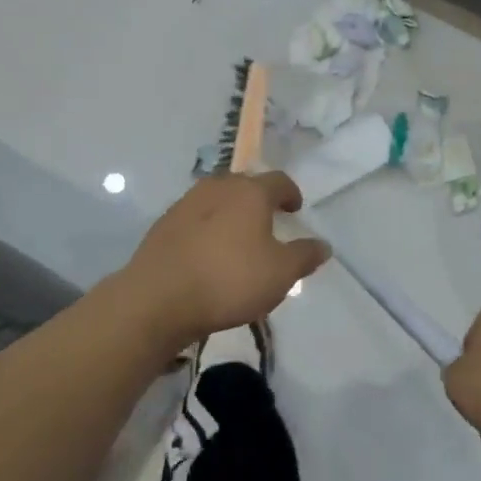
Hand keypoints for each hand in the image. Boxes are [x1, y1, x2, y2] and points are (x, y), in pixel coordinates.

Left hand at [121, 173, 330, 349]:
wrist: (157, 299)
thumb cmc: (228, 280)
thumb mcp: (280, 274)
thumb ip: (304, 256)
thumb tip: (323, 245)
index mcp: (250, 192)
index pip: (279, 181)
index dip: (291, 193)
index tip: (295, 209)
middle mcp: (218, 187)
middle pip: (245, 185)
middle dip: (259, 200)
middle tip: (267, 222)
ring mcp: (186, 203)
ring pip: (217, 199)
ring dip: (230, 212)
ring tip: (236, 238)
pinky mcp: (163, 224)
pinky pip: (195, 218)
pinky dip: (206, 227)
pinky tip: (207, 252)